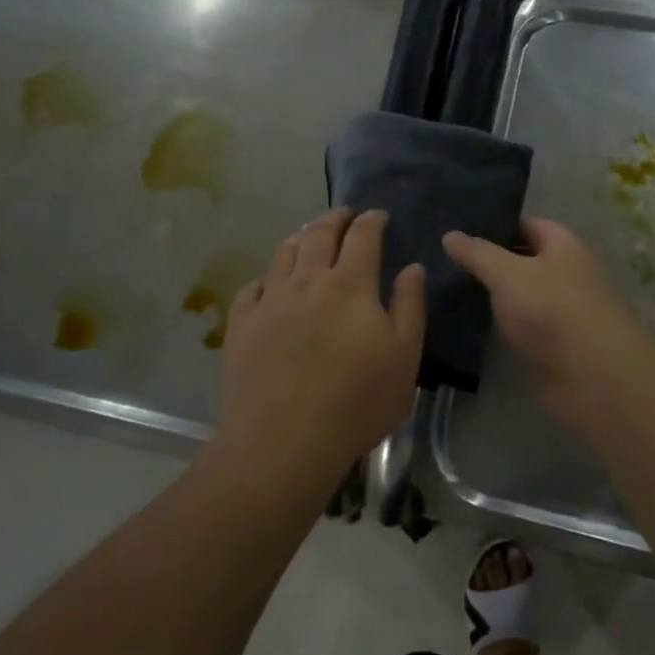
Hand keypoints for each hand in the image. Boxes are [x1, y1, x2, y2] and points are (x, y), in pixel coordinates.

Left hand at [217, 208, 425, 498]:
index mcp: (350, 285)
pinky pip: (252, 287)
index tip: (378, 215)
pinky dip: (266, 277)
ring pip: (283, 253)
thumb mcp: (404, 358)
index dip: (371, 220)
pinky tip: (269, 283)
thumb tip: (412, 267)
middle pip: (318, 234)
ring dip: (299, 237)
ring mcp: (270, 301)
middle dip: (334, 218)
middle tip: (343, 214)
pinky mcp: (242, 324)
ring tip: (307, 235)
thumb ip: (410, 307)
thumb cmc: (356, 403)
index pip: (362, 237)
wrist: (283, 440)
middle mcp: (307, 281)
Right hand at [443, 217, 654, 439]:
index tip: (461, 227)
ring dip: (493, 295)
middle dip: (491, 260)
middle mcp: (566, 274)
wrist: (590, 376)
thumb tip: (449, 234)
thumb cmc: (551, 308)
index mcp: (564, 246)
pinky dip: (499, 325)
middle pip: (524, 260)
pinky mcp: (552, 346)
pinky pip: (520, 327)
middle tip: (446, 258)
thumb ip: (477, 253)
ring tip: (449, 287)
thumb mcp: (507, 272)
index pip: (529, 225)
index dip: (498, 224)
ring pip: (520, 296)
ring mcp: (560, 312)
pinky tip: (468, 323)